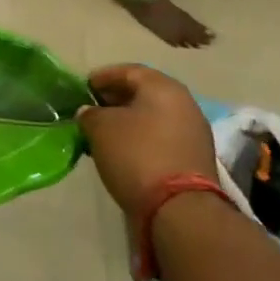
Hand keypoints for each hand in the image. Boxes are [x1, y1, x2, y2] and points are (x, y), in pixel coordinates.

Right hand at [77, 64, 217, 220]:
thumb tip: (89, 113)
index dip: (102, 77)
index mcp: (162, 86)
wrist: (180, 210)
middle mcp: (184, 103)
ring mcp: (194, 132)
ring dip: (130, 121)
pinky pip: (163, 138)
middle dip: (116, 99)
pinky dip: (143, 139)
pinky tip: (125, 151)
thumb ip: (90, 113)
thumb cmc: (136, 155)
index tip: (83, 88)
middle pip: (144, 93)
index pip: (127, 71)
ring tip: (105, 132)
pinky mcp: (196, 158)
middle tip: (93, 109)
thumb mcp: (100, 128)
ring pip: (154, 117)